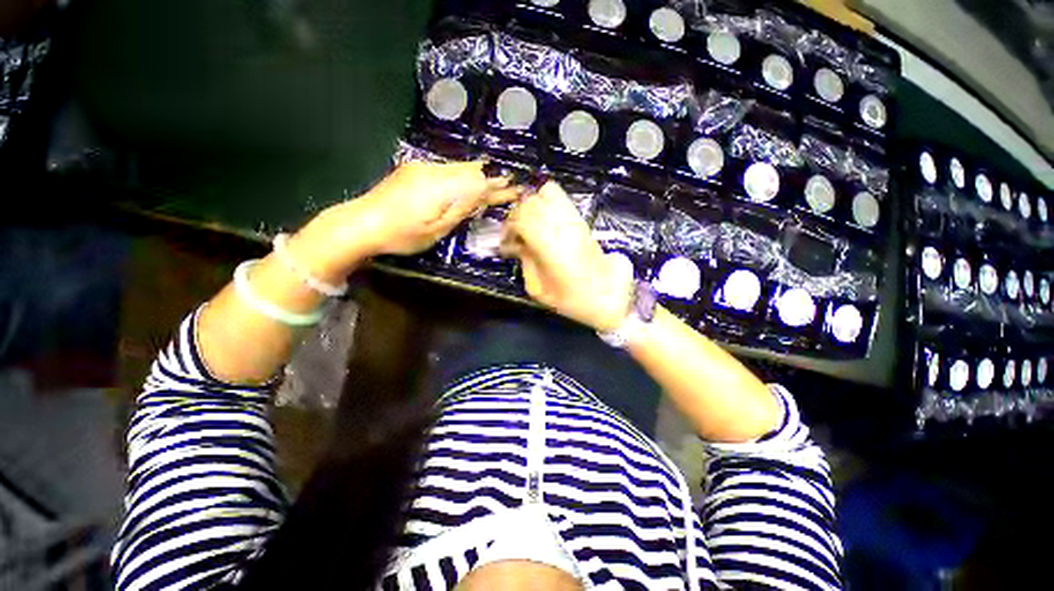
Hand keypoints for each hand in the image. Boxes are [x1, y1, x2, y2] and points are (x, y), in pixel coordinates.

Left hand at [293, 161, 518, 280]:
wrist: (360, 222)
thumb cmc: (402, 235)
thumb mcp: (435, 230)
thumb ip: (460, 210)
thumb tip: (481, 196)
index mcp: (441, 188)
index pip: (478, 184)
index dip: (497, 188)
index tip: (515, 189)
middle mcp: (434, 171)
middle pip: (470, 171)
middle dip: (490, 179)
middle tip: (509, 183)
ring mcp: (421, 168)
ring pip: (458, 168)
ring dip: (477, 175)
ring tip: (493, 178)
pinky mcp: (413, 170)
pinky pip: (445, 169)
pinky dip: (461, 175)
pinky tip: (466, 179)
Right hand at [501, 182, 633, 332]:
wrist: (608, 296)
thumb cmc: (572, 300)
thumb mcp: (538, 289)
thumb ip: (525, 262)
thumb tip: (518, 244)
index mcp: (550, 246)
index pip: (521, 217)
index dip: (508, 227)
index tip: (506, 242)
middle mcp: (563, 226)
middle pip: (531, 202)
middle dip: (517, 215)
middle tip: (516, 234)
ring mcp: (575, 219)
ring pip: (547, 193)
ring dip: (533, 206)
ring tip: (531, 224)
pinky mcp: (583, 220)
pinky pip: (562, 198)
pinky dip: (548, 202)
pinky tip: (546, 220)